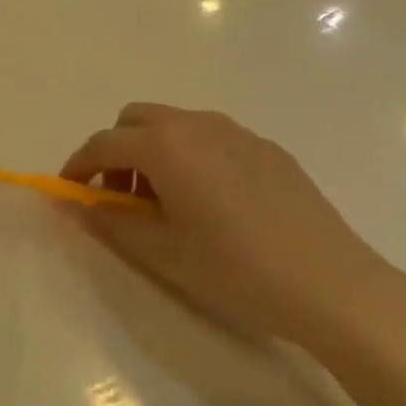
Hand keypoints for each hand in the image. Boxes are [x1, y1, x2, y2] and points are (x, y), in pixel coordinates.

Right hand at [61, 103, 405, 357]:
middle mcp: (195, 124)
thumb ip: (109, 220)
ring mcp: (236, 131)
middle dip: (117, 152)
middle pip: (136, 120)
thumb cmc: (237, 270)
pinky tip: (214, 204)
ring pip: (175, 125)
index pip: (103, 143)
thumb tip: (72, 202)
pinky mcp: (266, 147)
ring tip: (167, 203)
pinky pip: (211, 138)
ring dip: (154, 151)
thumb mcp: (162, 251)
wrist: (334, 285)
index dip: (79, 166)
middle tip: (121, 198)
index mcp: (164, 145)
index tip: (71, 192)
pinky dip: (191, 156)